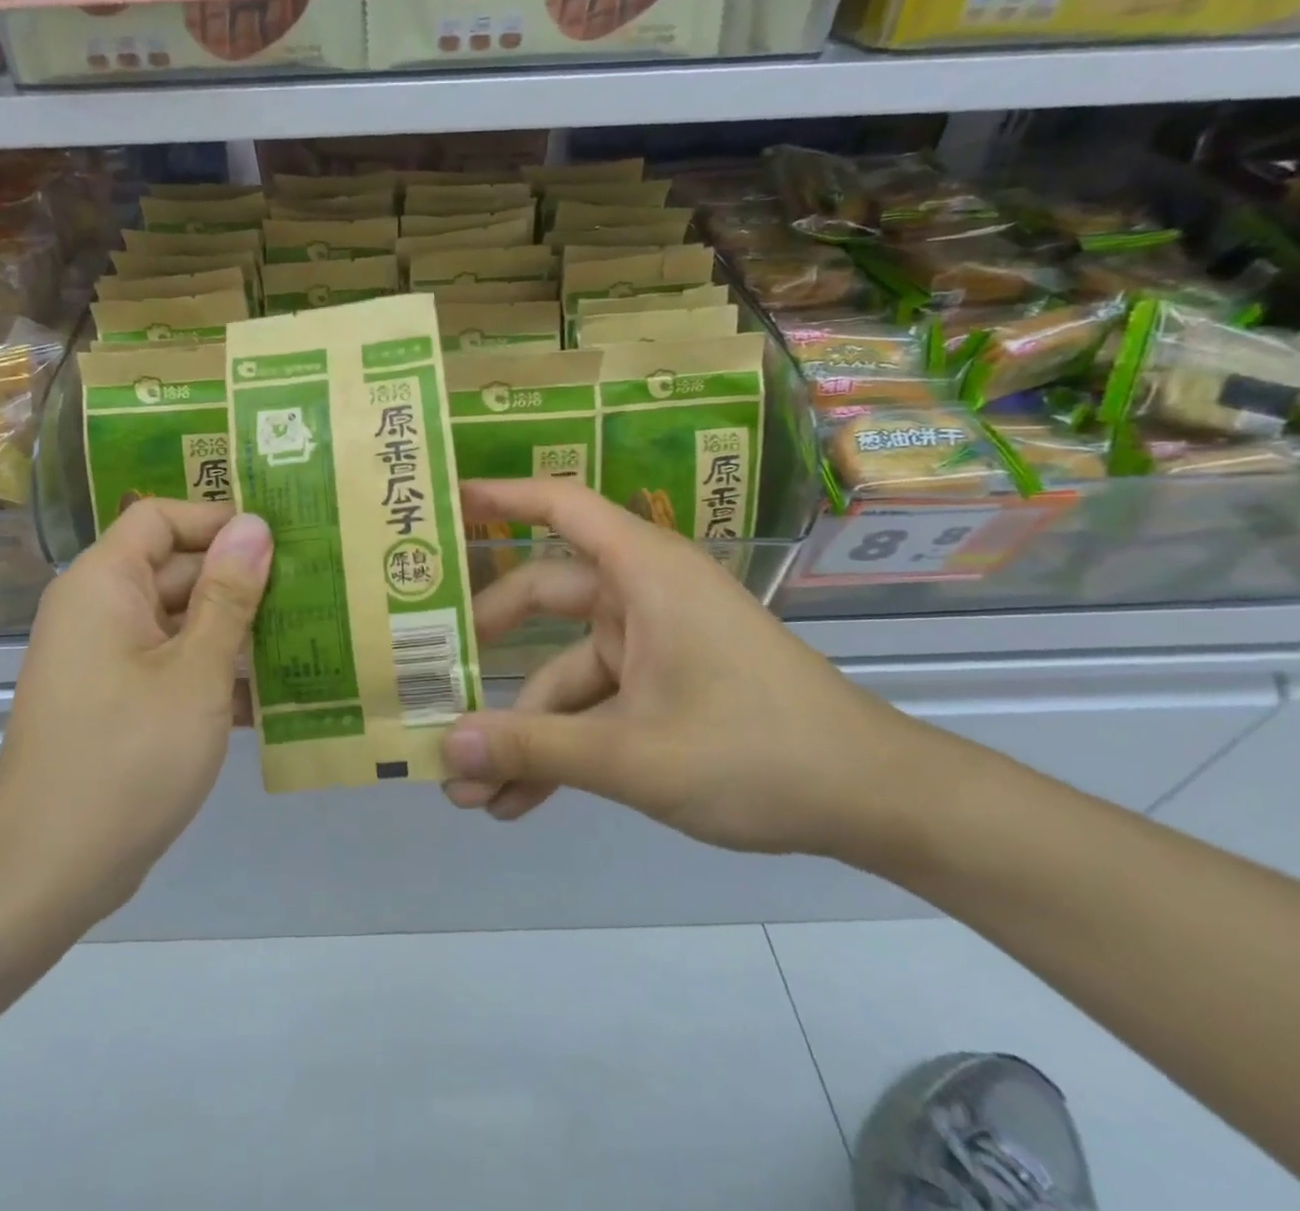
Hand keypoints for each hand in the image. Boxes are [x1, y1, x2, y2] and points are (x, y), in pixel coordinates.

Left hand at [0, 500, 271, 929]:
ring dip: (236, 630)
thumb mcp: (196, 670)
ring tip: (306, 636)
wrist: (49, 870)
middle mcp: (100, 609)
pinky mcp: (118, 700)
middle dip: (240, 580)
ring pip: (181, 620)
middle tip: (312, 589)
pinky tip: (272, 694)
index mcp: (104, 584)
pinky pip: (172, 663)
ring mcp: (107, 658)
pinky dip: (214, 671)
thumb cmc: (127, 756)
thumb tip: (255, 525)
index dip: (217, 521)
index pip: (161, 518)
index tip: (279, 541)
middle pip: (176, 568)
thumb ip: (229, 595)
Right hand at [443, 479, 924, 858]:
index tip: (441, 503)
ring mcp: (649, 643)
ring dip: (521, 729)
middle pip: (540, 598)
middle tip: (426, 677)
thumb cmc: (757, 750)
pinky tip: (515, 803)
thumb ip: (534, 748)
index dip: (498, 495)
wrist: (872, 803)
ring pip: (562, 672)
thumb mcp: (633, 754)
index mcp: (643, 571)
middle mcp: (640, 595)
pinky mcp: (660, 687)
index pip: (560, 505)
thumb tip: (443, 748)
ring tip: (467, 789)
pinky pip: (593, 707)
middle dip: (485, 650)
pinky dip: (559, 747)